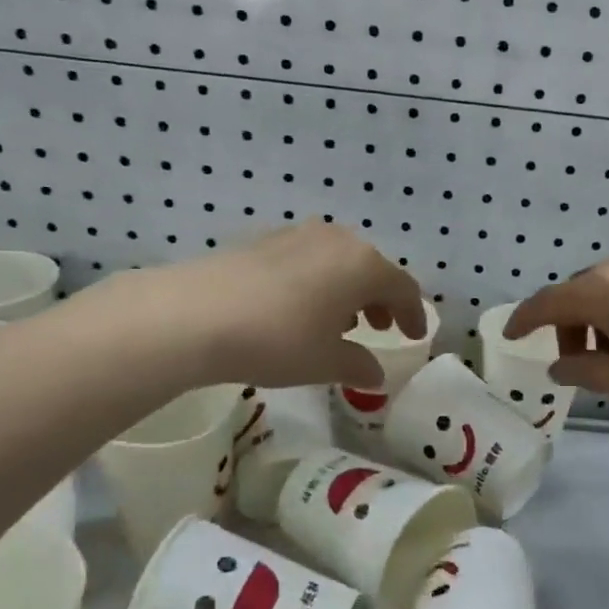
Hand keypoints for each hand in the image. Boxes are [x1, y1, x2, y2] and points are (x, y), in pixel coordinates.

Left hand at [117, 225, 426, 390]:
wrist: (193, 315)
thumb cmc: (278, 340)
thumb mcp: (326, 362)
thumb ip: (359, 365)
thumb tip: (375, 373)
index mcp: (364, 265)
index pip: (403, 288)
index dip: (412, 314)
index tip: (414, 336)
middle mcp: (337, 240)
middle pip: (372, 268)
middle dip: (380, 299)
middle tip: (380, 327)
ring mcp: (298, 235)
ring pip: (338, 261)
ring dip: (348, 290)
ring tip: (340, 321)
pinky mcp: (263, 240)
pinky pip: (307, 259)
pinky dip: (317, 281)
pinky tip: (300, 308)